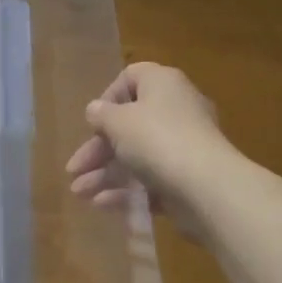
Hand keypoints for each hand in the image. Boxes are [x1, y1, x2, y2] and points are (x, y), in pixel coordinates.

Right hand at [65, 63, 231, 229]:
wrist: (207, 187)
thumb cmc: (157, 139)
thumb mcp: (118, 121)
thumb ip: (101, 114)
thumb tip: (96, 110)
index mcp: (162, 84)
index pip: (132, 78)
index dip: (108, 97)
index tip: (94, 121)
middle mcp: (176, 110)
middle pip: (129, 125)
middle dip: (98, 149)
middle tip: (74, 170)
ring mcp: (183, 147)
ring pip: (137, 156)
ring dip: (105, 174)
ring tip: (79, 194)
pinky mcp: (186, 179)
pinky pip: (151, 180)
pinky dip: (127, 191)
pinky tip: (102, 204)